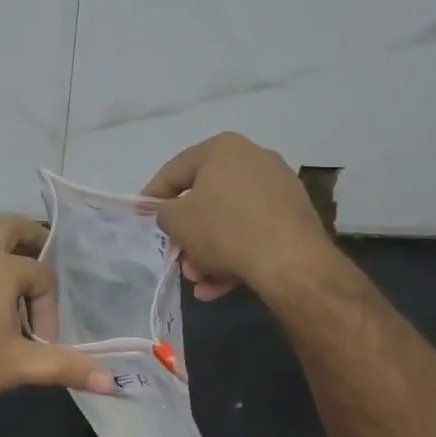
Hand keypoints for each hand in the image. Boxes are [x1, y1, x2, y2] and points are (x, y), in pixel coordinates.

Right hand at [144, 132, 332, 300]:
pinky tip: (217, 287)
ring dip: (208, 252)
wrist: (289, 260)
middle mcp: (253, 159)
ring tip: (198, 281)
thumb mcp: (176, 221)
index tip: (142, 217)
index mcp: (222, 149)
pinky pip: (253, 234)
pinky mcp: (294, 217)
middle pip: (206, 200)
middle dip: (187, 235)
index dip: (153, 196)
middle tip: (176, 257)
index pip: (175, 171)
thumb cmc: (223, 229)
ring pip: (229, 222)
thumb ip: (163, 212)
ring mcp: (278, 189)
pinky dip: (234, 257)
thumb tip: (169, 213)